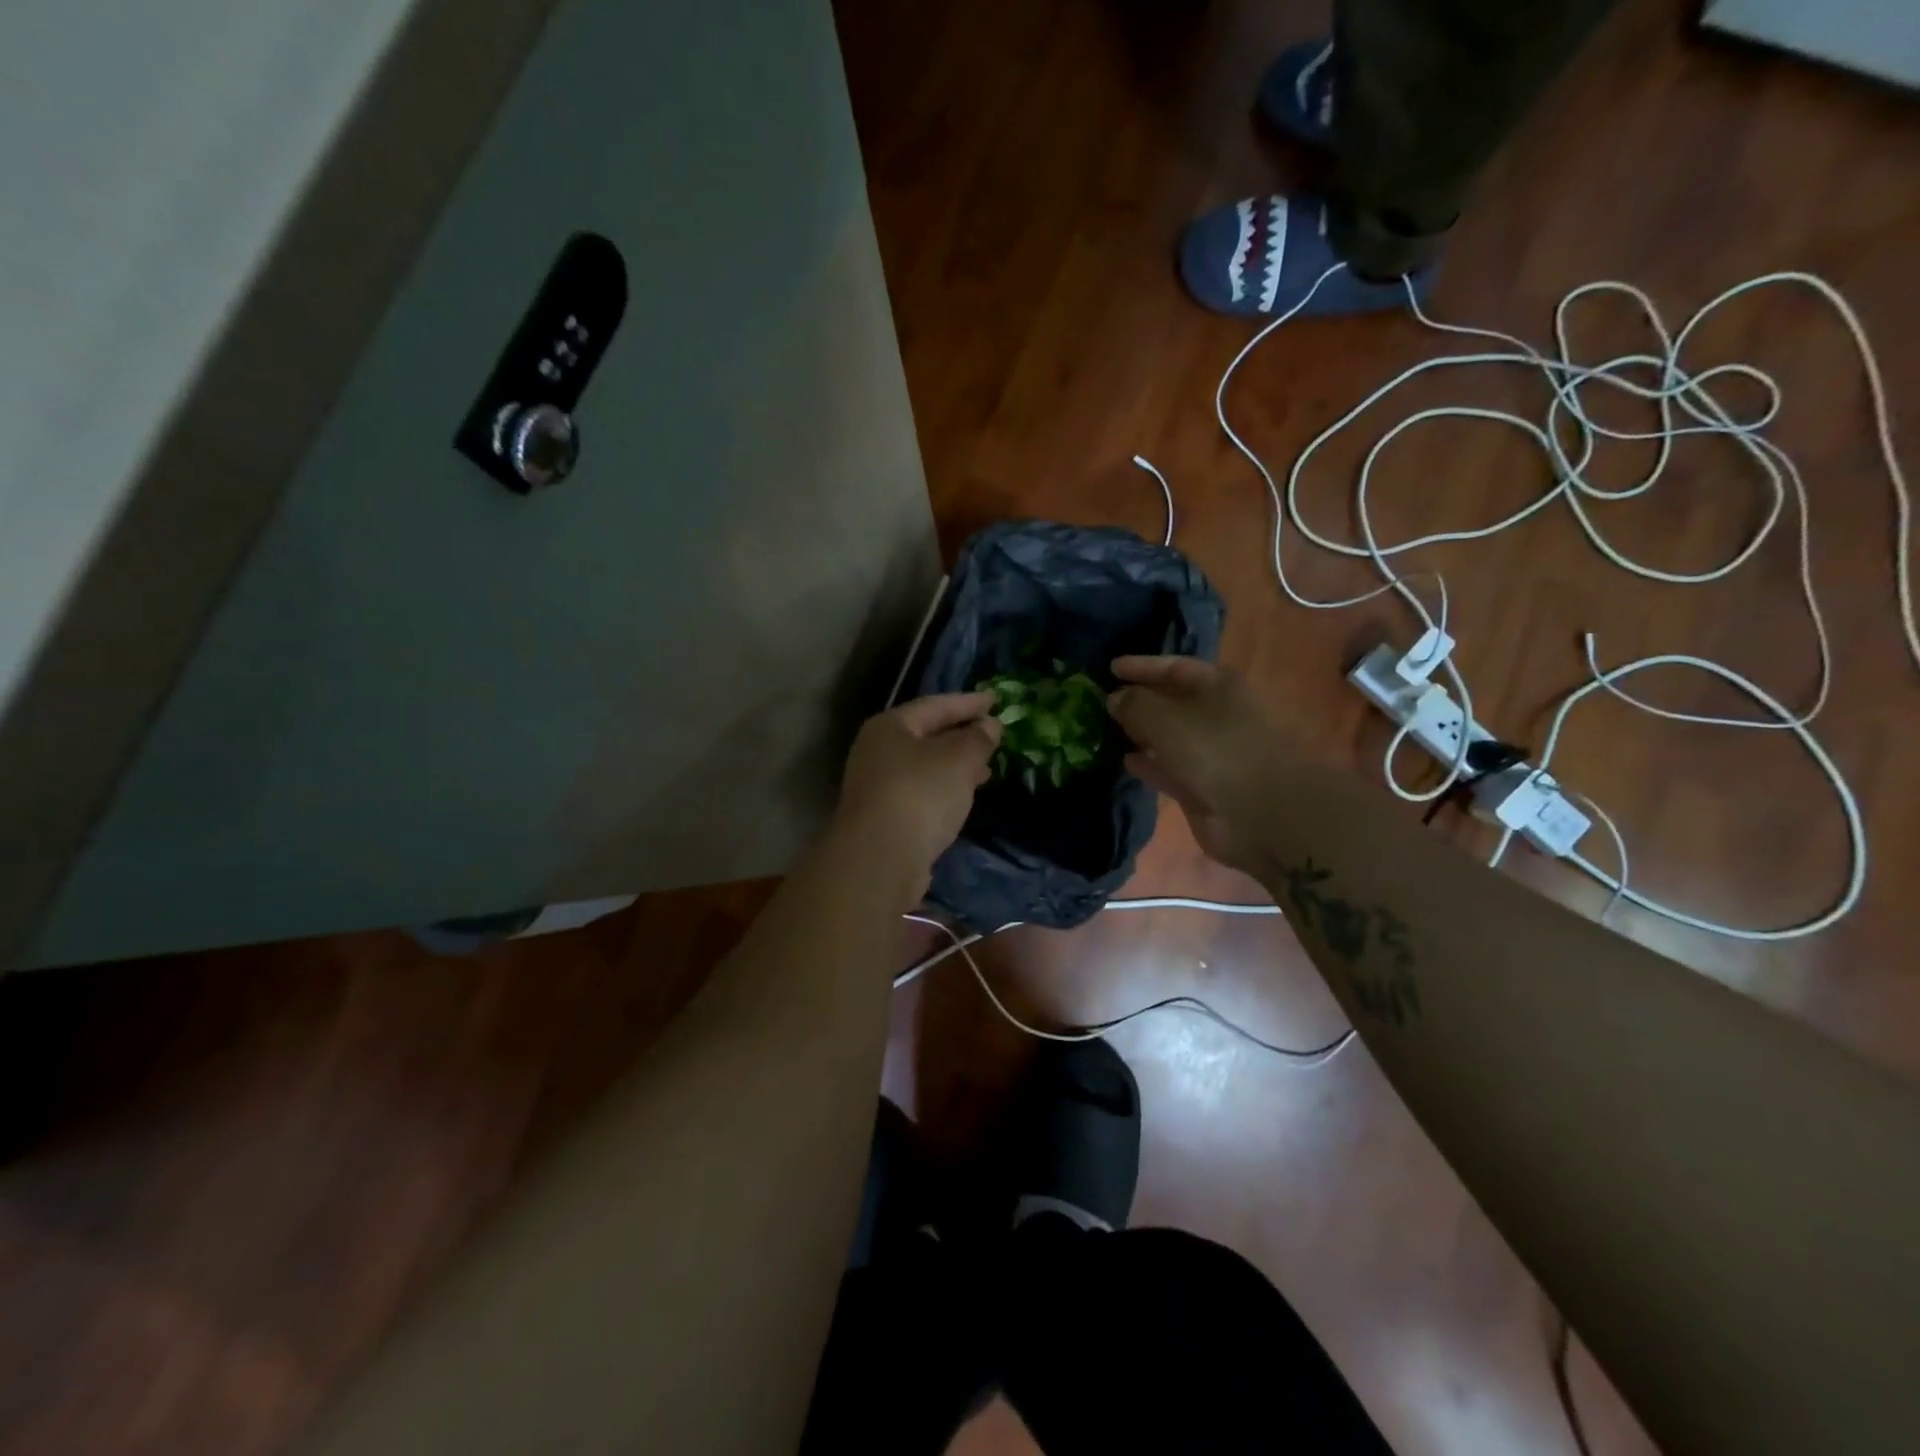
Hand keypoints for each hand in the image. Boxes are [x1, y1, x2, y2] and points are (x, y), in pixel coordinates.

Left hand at [834, 692, 1001, 887]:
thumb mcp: (958, 760)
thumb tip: (989, 725)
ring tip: (986, 770)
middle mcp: (877, 751)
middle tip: (993, 735)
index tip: (996, 700)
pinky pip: (921, 792)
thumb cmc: (920, 794)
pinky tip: (963, 798)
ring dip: (955, 765)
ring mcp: (877, 786)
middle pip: (926, 735)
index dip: (968, 702)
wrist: (880, 859)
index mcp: (890, 726)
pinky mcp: (884, 817)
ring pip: (924, 766)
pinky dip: (944, 789)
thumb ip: (977, 739)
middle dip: (961, 735)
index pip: (934, 705)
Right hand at [1107, 656, 1280, 875]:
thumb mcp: (1166, 719)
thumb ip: (1135, 704)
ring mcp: (1214, 753)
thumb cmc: (1217, 752)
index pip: (1176, 667)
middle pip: (1173, 702)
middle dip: (1140, 701)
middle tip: (1103, 703)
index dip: (1143, 666)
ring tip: (1106, 731)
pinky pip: (1171, 768)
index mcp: (1219, 686)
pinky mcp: (1206, 787)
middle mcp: (1218, 715)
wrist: (1265, 815)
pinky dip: (1150, 763)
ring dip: (1142, 734)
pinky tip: (1125, 761)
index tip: (1111, 668)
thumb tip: (1114, 698)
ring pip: (1171, 737)